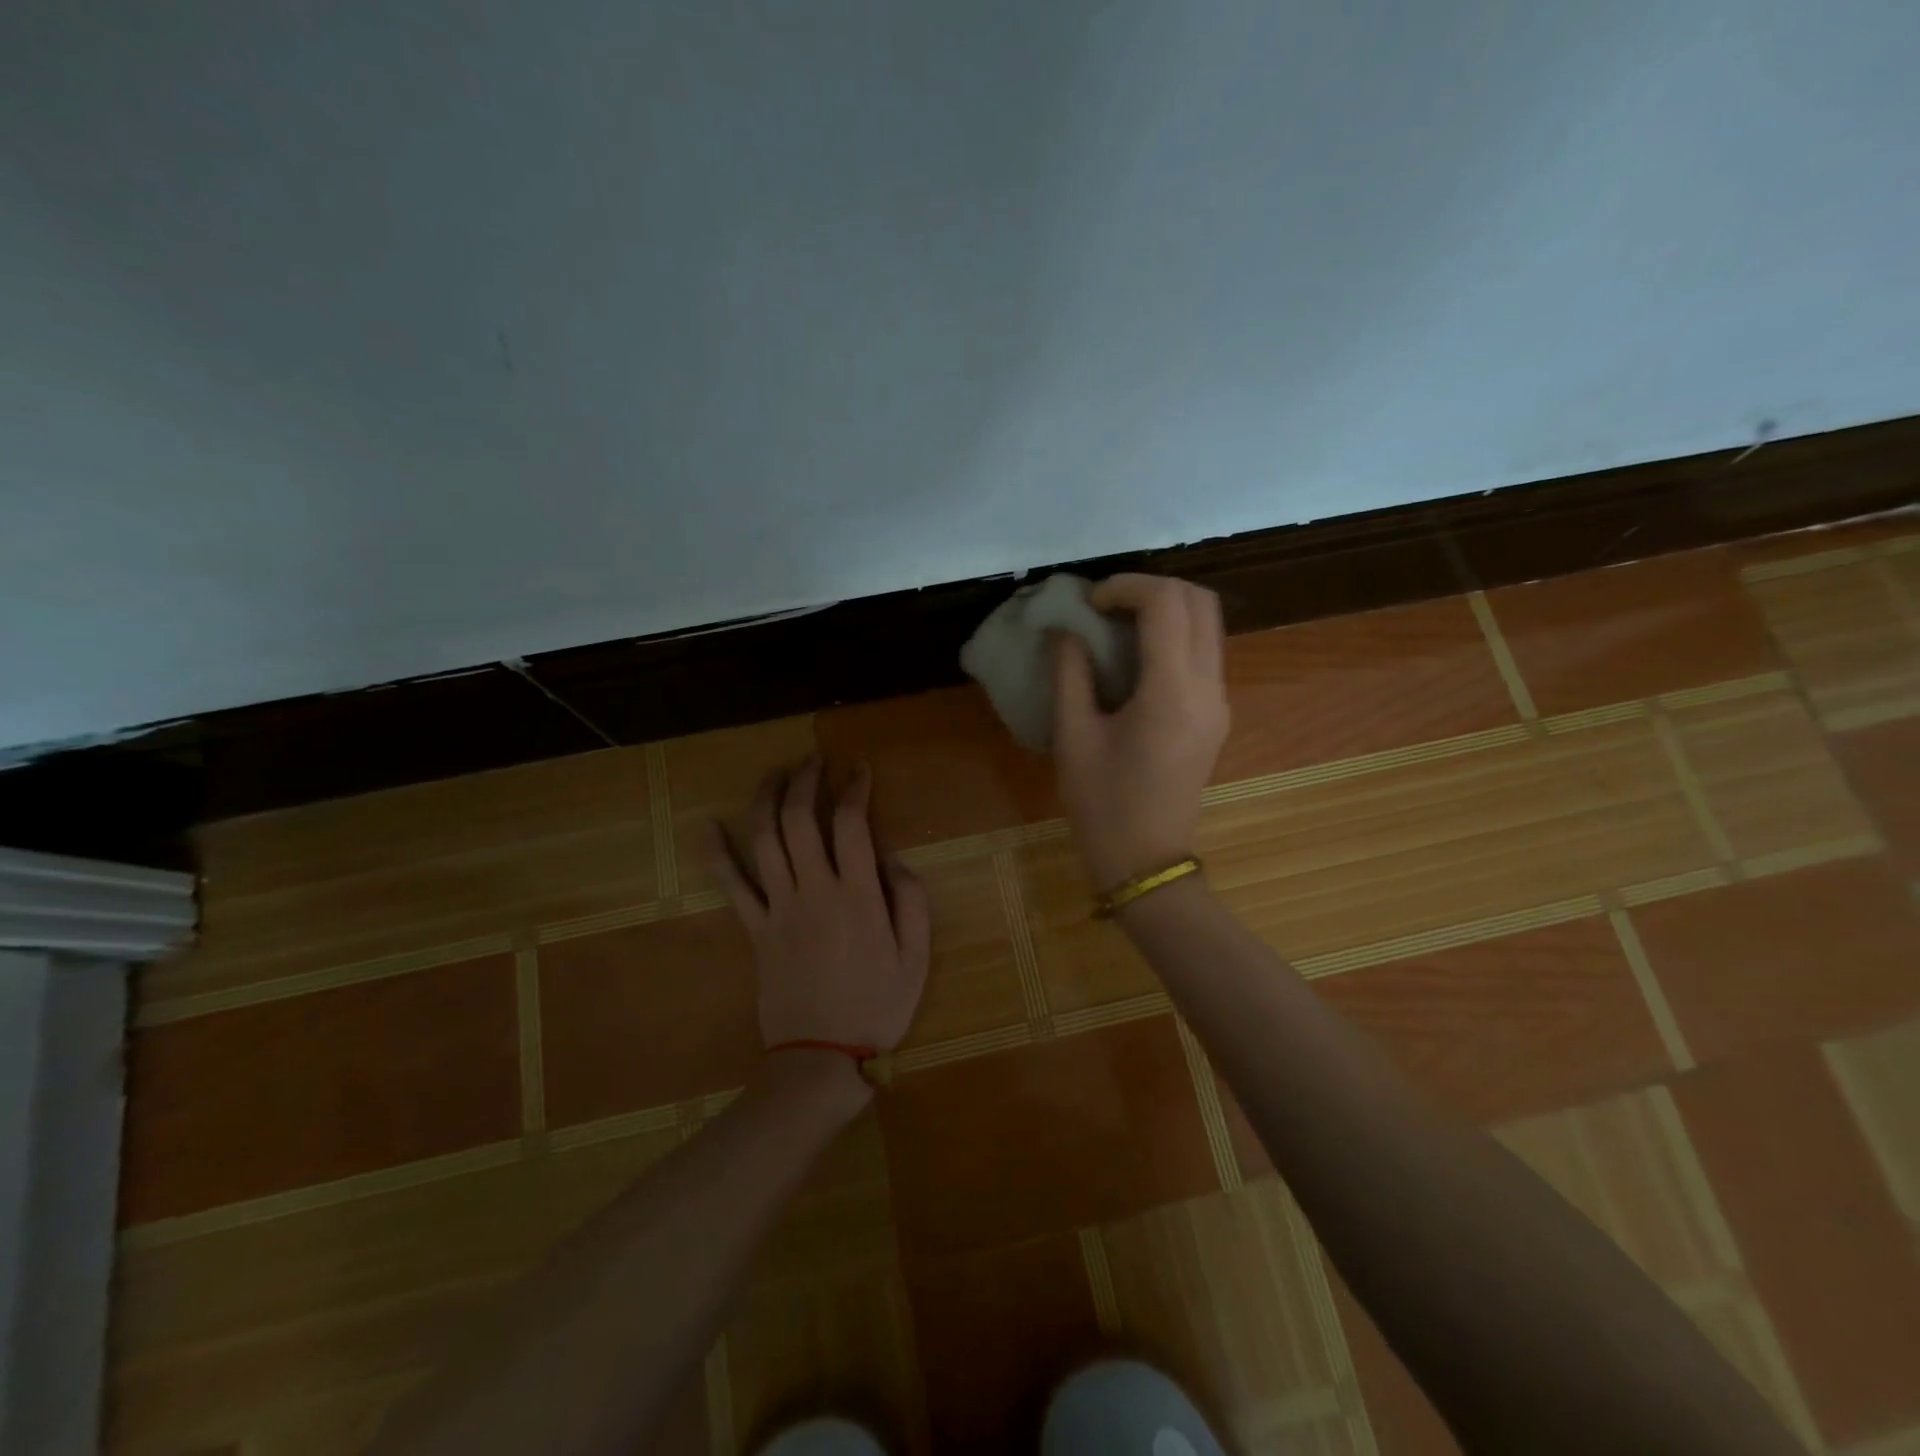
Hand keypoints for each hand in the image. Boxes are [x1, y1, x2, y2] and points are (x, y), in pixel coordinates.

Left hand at [710, 757, 930, 1053]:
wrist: (820, 1058)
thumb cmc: (877, 1007)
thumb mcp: (916, 957)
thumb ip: (911, 901)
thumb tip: (892, 859)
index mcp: (856, 896)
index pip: (851, 825)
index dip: (855, 790)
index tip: (860, 771)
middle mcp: (813, 891)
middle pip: (799, 820)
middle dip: (805, 781)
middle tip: (813, 759)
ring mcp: (778, 909)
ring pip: (764, 840)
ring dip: (766, 799)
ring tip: (776, 773)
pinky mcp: (755, 929)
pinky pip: (732, 885)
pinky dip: (717, 853)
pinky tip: (707, 825)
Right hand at [1052, 574, 1230, 890]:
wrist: (1146, 861)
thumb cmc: (1103, 804)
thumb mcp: (1073, 737)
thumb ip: (1070, 673)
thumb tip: (1064, 630)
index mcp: (1172, 692)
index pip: (1166, 604)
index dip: (1126, 586)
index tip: (1090, 602)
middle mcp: (1208, 688)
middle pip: (1200, 601)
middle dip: (1153, 588)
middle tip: (1107, 605)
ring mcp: (1219, 702)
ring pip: (1209, 624)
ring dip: (1167, 609)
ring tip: (1118, 624)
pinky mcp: (1217, 715)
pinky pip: (1205, 652)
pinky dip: (1175, 635)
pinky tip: (1136, 656)